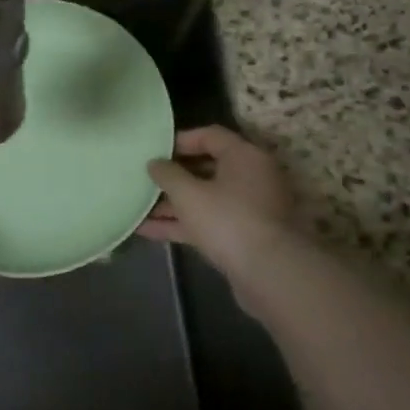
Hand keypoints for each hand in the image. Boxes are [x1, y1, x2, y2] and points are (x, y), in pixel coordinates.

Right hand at [139, 127, 298, 273]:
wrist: (271, 274)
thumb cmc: (228, 220)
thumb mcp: (189, 194)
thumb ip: (168, 174)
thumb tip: (155, 163)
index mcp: (244, 156)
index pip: (210, 135)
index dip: (179, 140)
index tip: (154, 150)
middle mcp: (251, 177)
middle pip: (207, 168)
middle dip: (173, 176)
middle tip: (145, 178)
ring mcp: (249, 208)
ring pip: (206, 198)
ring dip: (174, 204)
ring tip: (138, 206)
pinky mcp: (244, 236)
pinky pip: (209, 222)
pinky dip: (183, 224)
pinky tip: (148, 231)